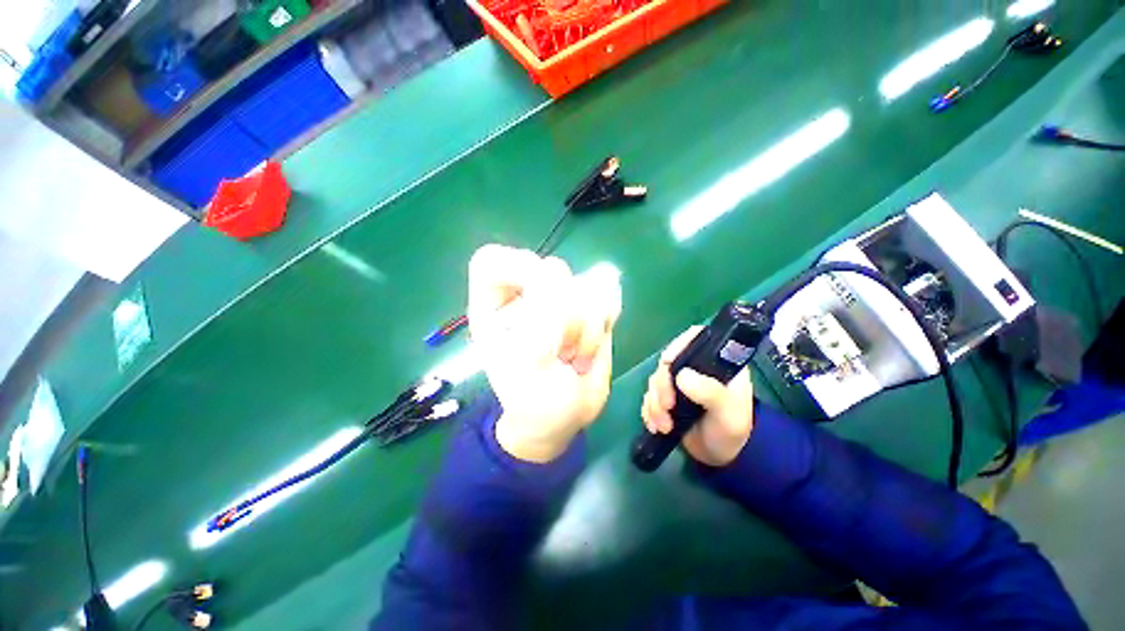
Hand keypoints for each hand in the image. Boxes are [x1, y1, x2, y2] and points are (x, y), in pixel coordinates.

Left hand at [468, 245, 621, 462]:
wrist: (565, 416)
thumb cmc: (534, 402)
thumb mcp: (527, 370)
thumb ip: (539, 327)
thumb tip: (561, 289)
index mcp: (494, 309)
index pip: (492, 262)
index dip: (517, 267)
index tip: (541, 297)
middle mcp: (525, 298)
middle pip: (550, 269)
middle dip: (566, 313)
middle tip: (563, 350)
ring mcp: (560, 300)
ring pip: (585, 284)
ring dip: (588, 327)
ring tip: (575, 358)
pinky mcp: (588, 308)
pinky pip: (607, 296)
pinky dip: (606, 321)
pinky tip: (592, 348)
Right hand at [641, 326, 754, 466]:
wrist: (721, 457)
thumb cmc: (731, 430)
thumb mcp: (729, 413)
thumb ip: (710, 392)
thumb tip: (681, 376)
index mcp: (715, 362)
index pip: (695, 338)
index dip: (679, 345)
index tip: (668, 362)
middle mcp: (694, 368)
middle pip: (667, 363)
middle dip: (662, 386)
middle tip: (667, 407)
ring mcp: (678, 383)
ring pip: (655, 381)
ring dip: (655, 403)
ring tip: (665, 425)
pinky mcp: (666, 398)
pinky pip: (649, 397)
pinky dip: (649, 411)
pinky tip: (656, 426)